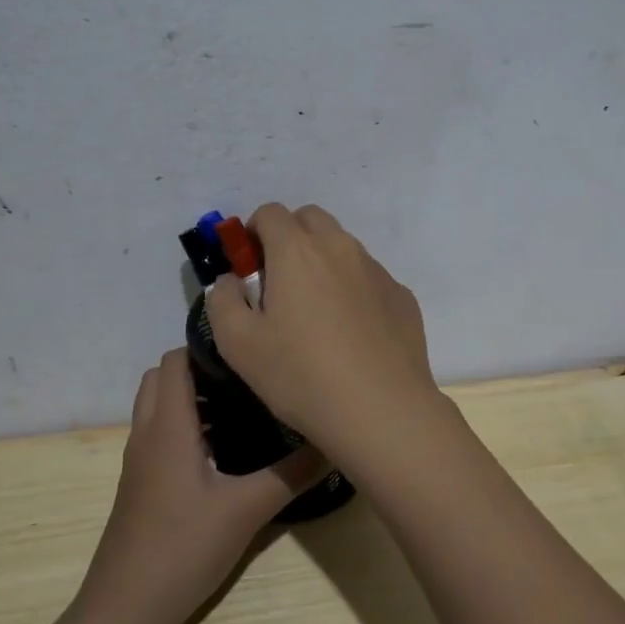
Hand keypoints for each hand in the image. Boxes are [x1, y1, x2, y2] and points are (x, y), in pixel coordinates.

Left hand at [81, 348, 323, 623]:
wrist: (125, 609)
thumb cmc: (183, 547)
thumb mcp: (248, 509)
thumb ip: (292, 473)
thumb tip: (334, 443)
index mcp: (169, 425)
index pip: (175, 360)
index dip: (206, 345)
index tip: (248, 347)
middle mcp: (148, 433)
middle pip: (162, 378)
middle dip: (200, 368)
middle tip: (247, 376)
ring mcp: (140, 460)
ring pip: (159, 407)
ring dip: (193, 398)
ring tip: (243, 407)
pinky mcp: (141, 484)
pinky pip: (161, 434)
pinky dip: (186, 426)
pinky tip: (224, 451)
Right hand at [204, 203, 436, 456]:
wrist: (382, 410)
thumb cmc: (301, 375)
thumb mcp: (238, 344)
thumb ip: (222, 300)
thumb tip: (231, 280)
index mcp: (297, 251)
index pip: (270, 213)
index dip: (252, 233)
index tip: (248, 268)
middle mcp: (341, 248)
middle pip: (311, 219)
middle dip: (290, 237)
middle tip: (279, 283)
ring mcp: (377, 270)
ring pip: (343, 247)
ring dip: (323, 262)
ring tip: (316, 313)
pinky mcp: (402, 296)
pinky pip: (369, 278)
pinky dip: (354, 289)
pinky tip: (352, 334)